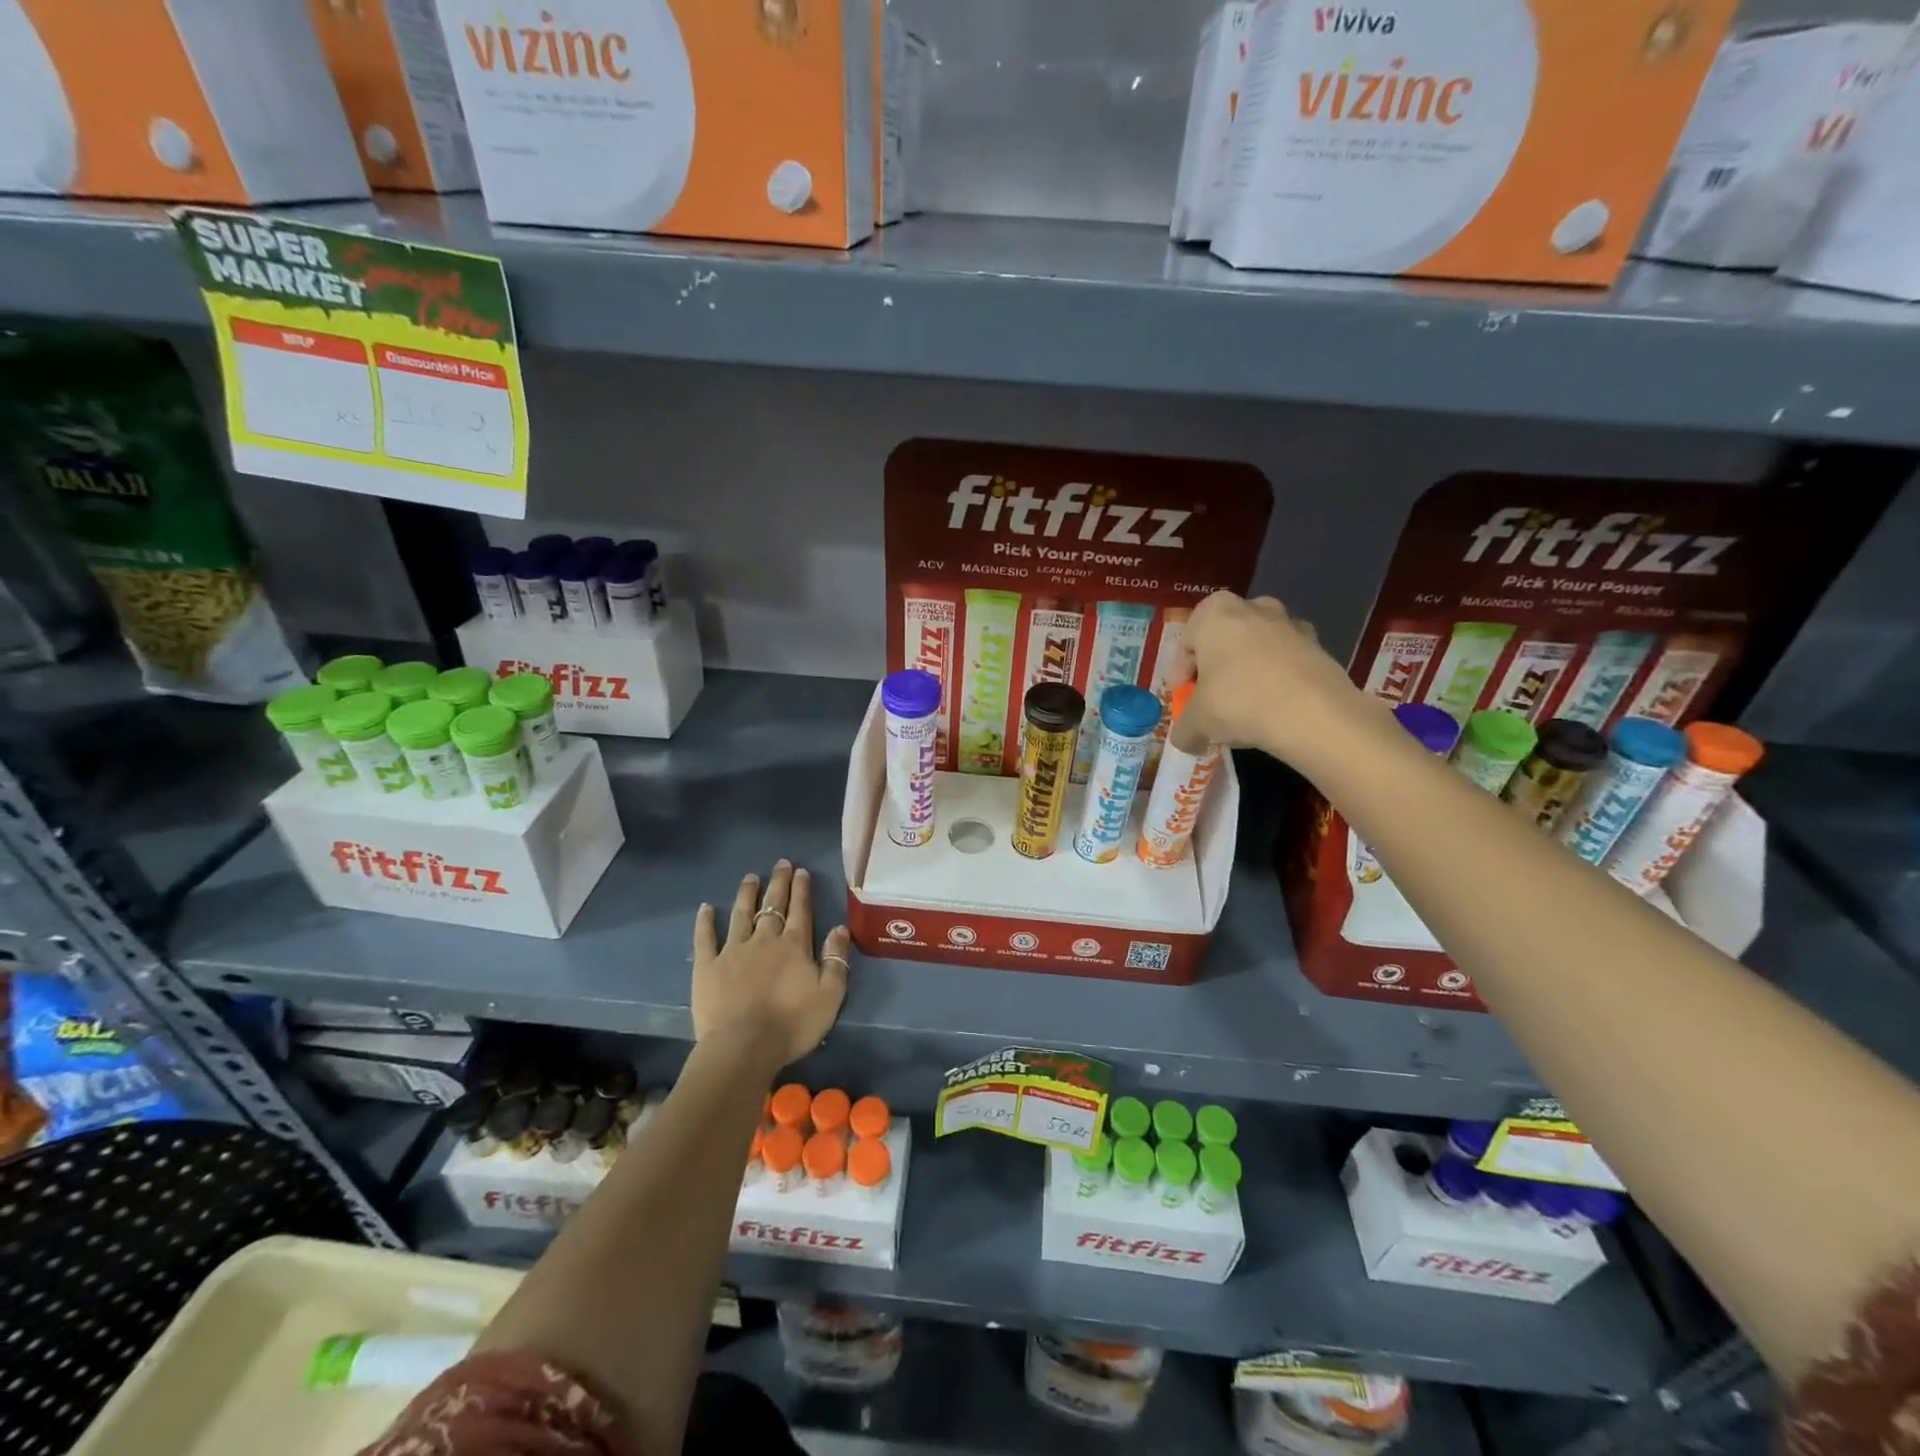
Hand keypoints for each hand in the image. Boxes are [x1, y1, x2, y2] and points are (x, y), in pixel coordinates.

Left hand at [692, 860, 851, 1069]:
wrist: (744, 1047)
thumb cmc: (792, 1025)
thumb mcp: (830, 996)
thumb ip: (836, 960)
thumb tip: (839, 928)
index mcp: (794, 946)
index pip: (800, 910)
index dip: (801, 890)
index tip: (801, 871)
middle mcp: (764, 940)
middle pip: (772, 906)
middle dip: (778, 883)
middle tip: (780, 864)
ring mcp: (733, 951)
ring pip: (741, 914)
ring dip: (747, 894)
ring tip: (750, 877)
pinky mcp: (707, 967)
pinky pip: (705, 938)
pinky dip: (705, 922)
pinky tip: (705, 908)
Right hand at [1175, 591, 1365, 763]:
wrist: (1313, 714)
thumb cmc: (1239, 703)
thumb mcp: (1196, 723)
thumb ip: (1184, 729)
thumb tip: (1185, 740)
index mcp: (1214, 614)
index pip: (1186, 643)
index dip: (1181, 675)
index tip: (1185, 701)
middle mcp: (1252, 608)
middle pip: (1223, 640)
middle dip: (1216, 669)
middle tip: (1212, 701)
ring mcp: (1290, 624)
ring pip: (1257, 649)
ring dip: (1248, 673)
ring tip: (1245, 708)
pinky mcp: (1319, 646)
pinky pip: (1286, 662)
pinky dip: (1277, 680)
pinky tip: (1275, 709)